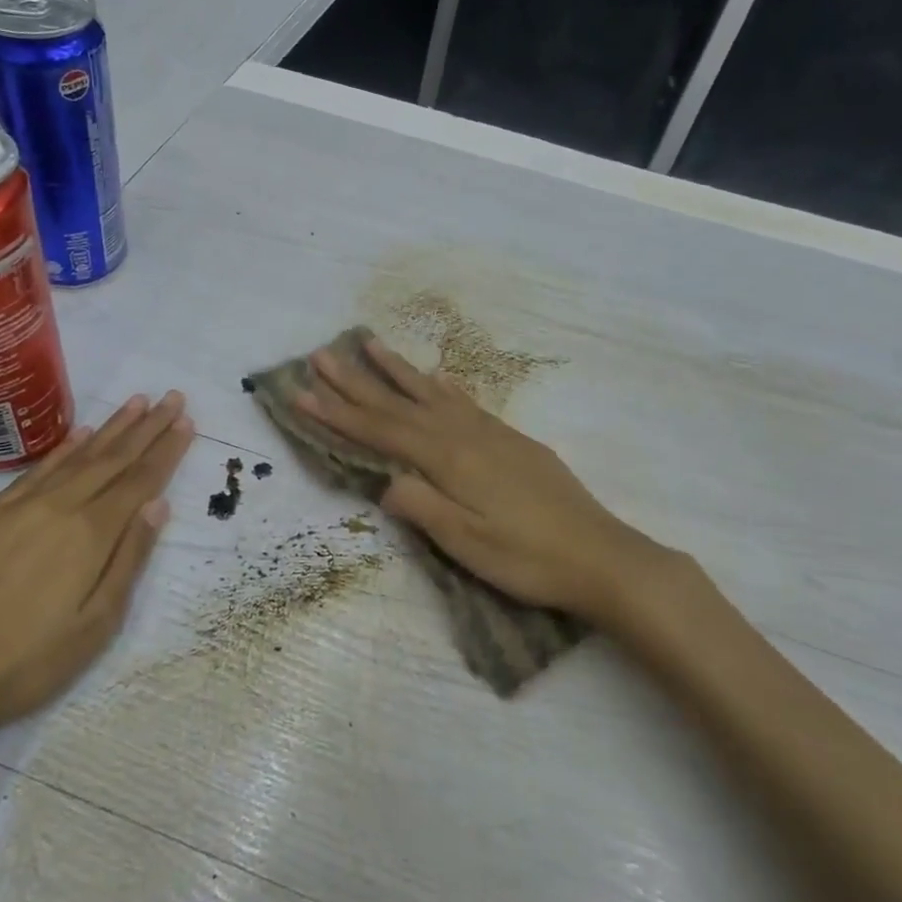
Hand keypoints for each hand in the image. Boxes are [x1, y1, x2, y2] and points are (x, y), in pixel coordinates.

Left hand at [0, 392, 194, 751]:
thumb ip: (128, 560)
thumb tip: (158, 505)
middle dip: (147, 427)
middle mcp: (57, 507)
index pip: (139, 481)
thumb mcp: (94, 626)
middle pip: (112, 459)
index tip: (187, 422)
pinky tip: (80, 434)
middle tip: (172, 397)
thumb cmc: (23, 665)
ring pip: (76, 456)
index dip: (166, 451)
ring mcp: (17, 507)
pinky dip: (63, 449)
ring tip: (137, 402)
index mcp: (89, 534)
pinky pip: (36, 470)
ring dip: (111, 428)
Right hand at [296, 339, 670, 624]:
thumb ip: (421, 507)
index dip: (337, 413)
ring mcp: (490, 433)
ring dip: (397, 370)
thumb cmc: (528, 558)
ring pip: (431, 393)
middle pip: (399, 404)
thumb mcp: (467, 543)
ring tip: (370, 343)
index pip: (380, 431)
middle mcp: (464, 434)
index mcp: (448, 459)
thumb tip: (383, 480)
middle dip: (356, 381)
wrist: (601, 554)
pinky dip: (443, 387)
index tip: (301, 392)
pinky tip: (436, 379)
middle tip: (321, 355)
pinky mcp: (511, 439)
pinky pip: (464, 402)